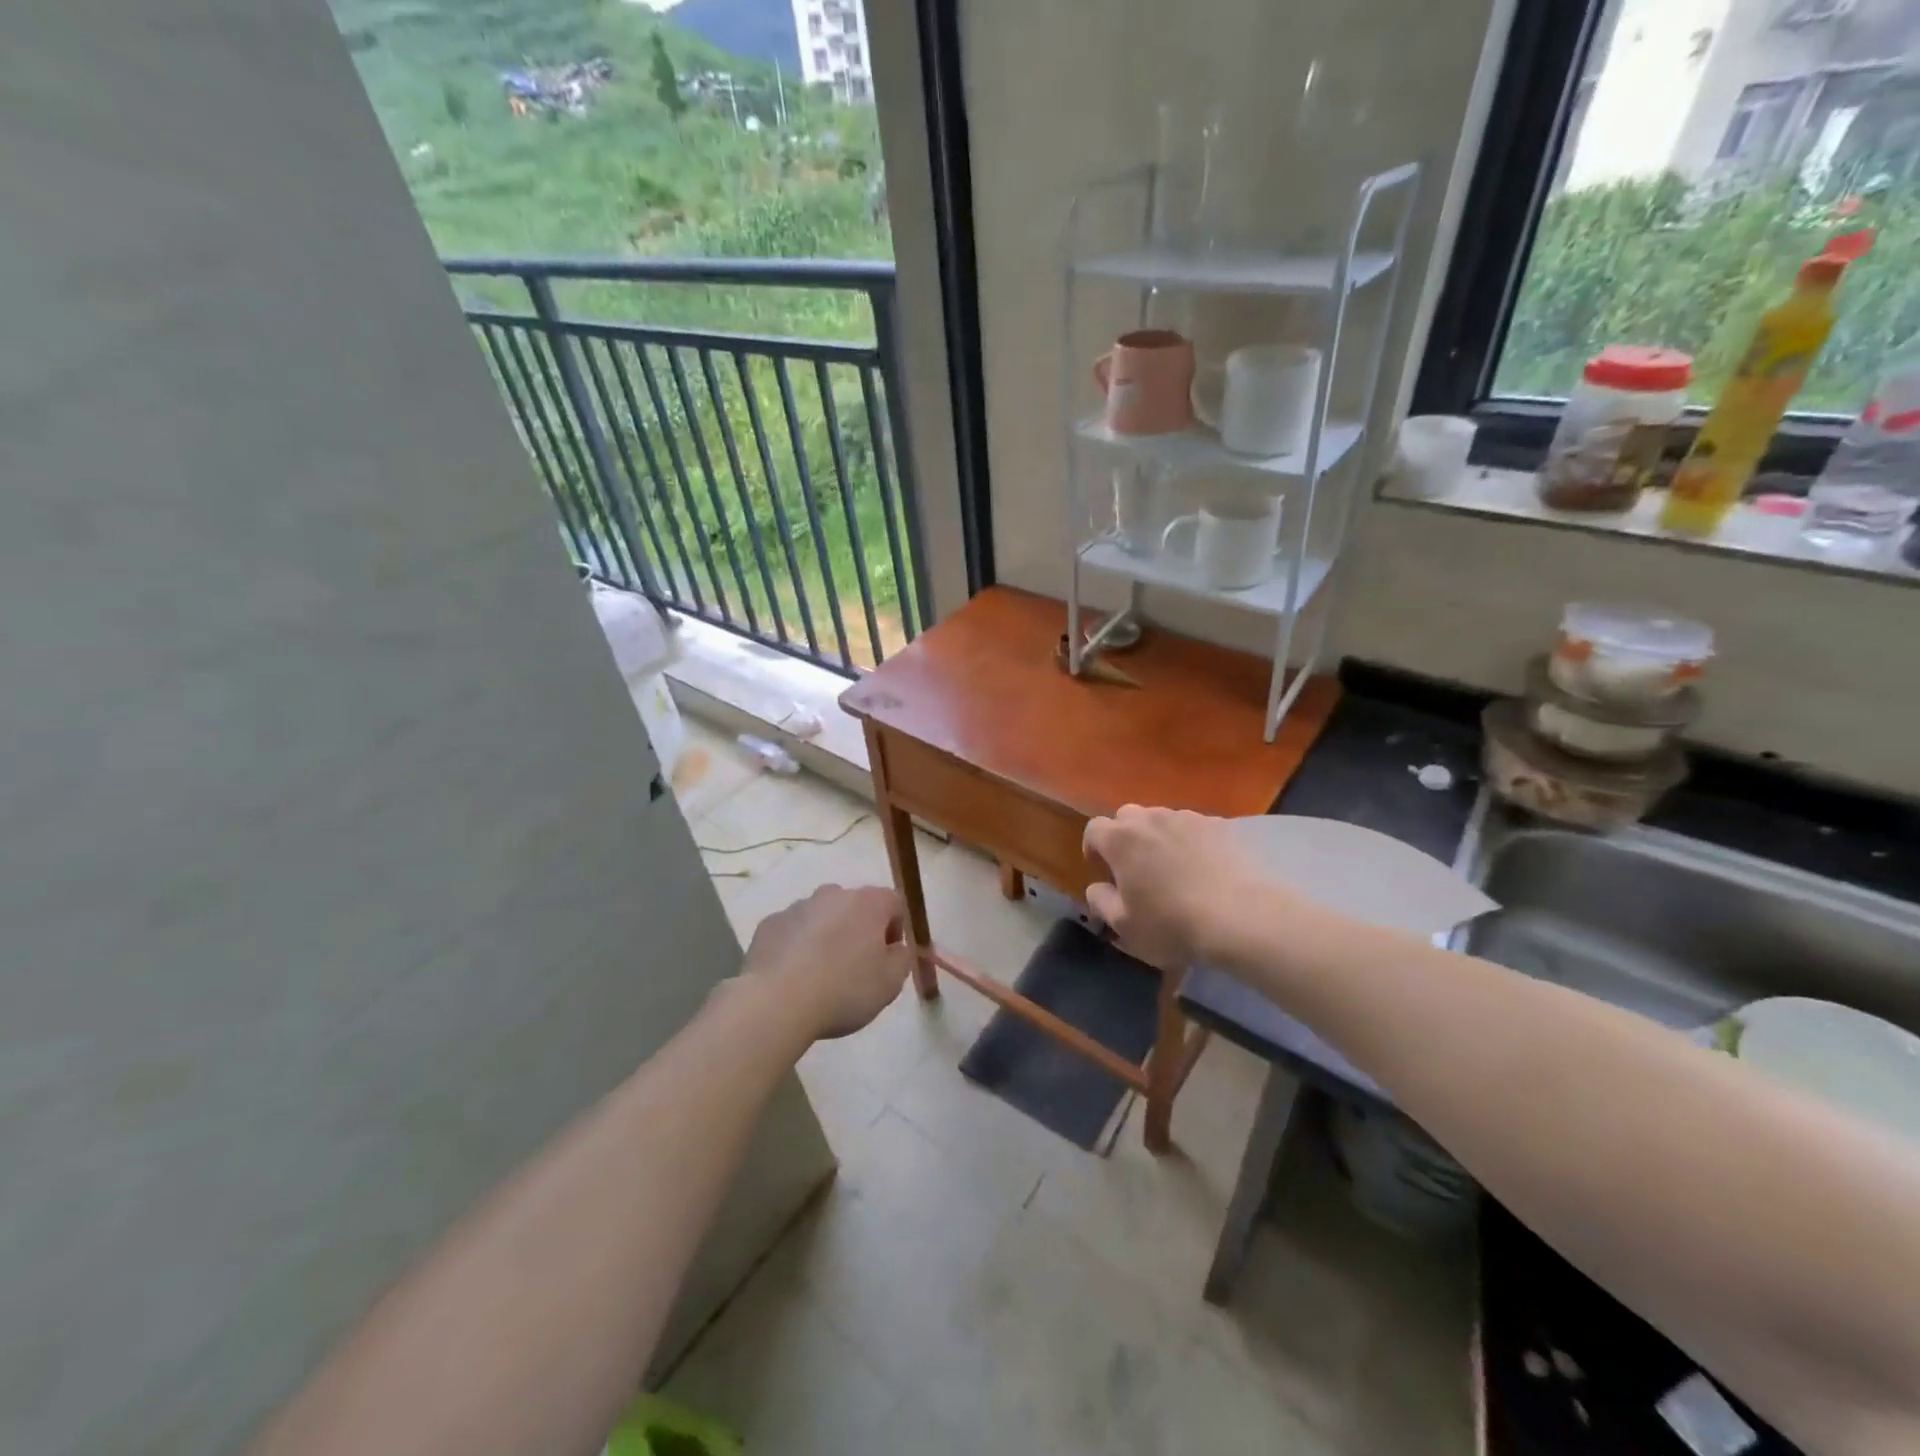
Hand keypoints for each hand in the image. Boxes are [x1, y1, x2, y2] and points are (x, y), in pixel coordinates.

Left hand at [740, 884, 912, 1040]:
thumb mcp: (891, 982)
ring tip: (820, 975)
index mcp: (868, 903)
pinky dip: (797, 946)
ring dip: (827, 936)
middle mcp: (833, 895)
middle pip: (855, 906)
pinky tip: (793, 976)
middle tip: (856, 967)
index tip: (887, 958)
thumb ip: (902, 958)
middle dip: (859, 930)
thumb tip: (896, 947)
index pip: (894, 903)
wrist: (777, 1003)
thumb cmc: (844, 990)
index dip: (896, 929)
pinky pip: (792, 931)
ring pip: (822, 917)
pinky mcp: (769, 924)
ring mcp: (798, 907)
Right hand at [1083, 806, 1265, 967]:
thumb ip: (1100, 901)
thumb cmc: (1172, 924)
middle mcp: (1150, 819)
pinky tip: (1203, 866)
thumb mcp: (1123, 926)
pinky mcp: (1220, 825)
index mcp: (1120, 840)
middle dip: (1125, 837)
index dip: (1094, 848)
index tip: (1102, 870)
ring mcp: (1188, 818)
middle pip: (1127, 817)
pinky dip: (1191, 841)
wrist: (1241, 918)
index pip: (1094, 829)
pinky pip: (1194, 827)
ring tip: (1172, 866)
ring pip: (1162, 819)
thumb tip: (1097, 887)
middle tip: (1135, 867)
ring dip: (1158, 837)